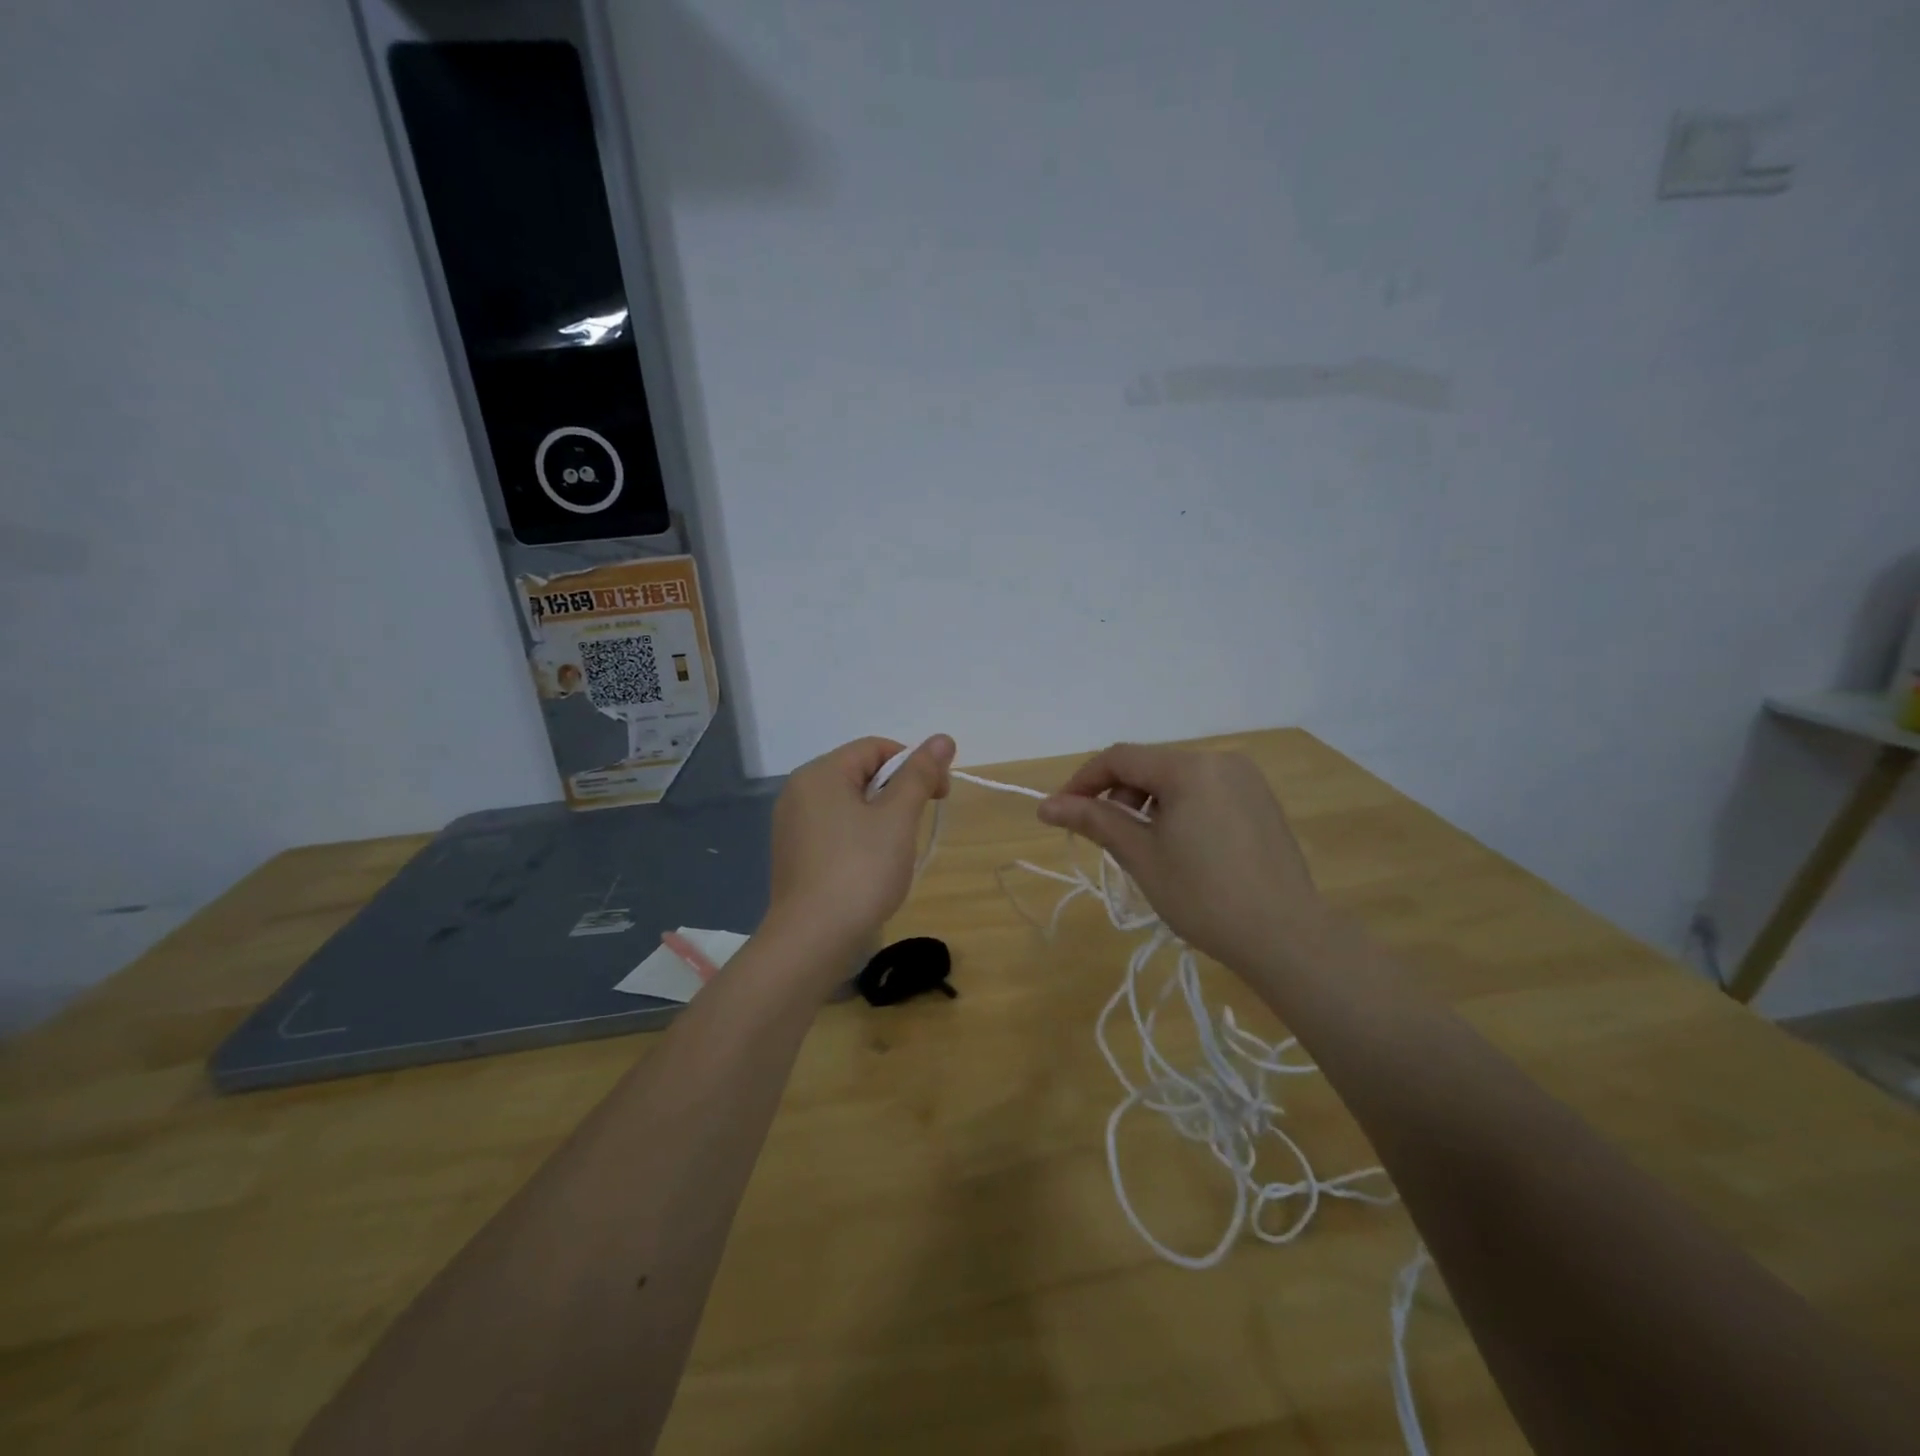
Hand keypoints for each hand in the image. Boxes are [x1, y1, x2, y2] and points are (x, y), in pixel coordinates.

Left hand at [762, 735, 954, 969]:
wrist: (812, 940)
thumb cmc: (859, 871)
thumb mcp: (898, 818)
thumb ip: (919, 774)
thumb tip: (943, 738)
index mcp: (820, 773)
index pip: (876, 748)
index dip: (914, 764)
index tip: (939, 795)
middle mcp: (799, 791)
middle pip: (861, 773)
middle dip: (898, 792)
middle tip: (920, 824)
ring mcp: (793, 825)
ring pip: (850, 803)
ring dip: (882, 817)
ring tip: (897, 850)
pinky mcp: (795, 854)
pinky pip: (836, 829)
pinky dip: (861, 837)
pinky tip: (873, 866)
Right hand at [1036, 744, 1329, 977]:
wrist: (1285, 936)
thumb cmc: (1203, 896)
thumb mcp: (1140, 856)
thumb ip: (1094, 821)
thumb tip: (1046, 805)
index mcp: (1189, 768)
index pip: (1120, 758)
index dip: (1082, 781)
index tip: (1059, 812)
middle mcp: (1220, 761)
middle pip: (1150, 766)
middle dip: (1117, 796)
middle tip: (1103, 838)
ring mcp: (1246, 780)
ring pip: (1178, 780)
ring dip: (1147, 804)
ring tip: (1142, 848)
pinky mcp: (1261, 802)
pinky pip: (1205, 793)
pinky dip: (1179, 810)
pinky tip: (1180, 849)